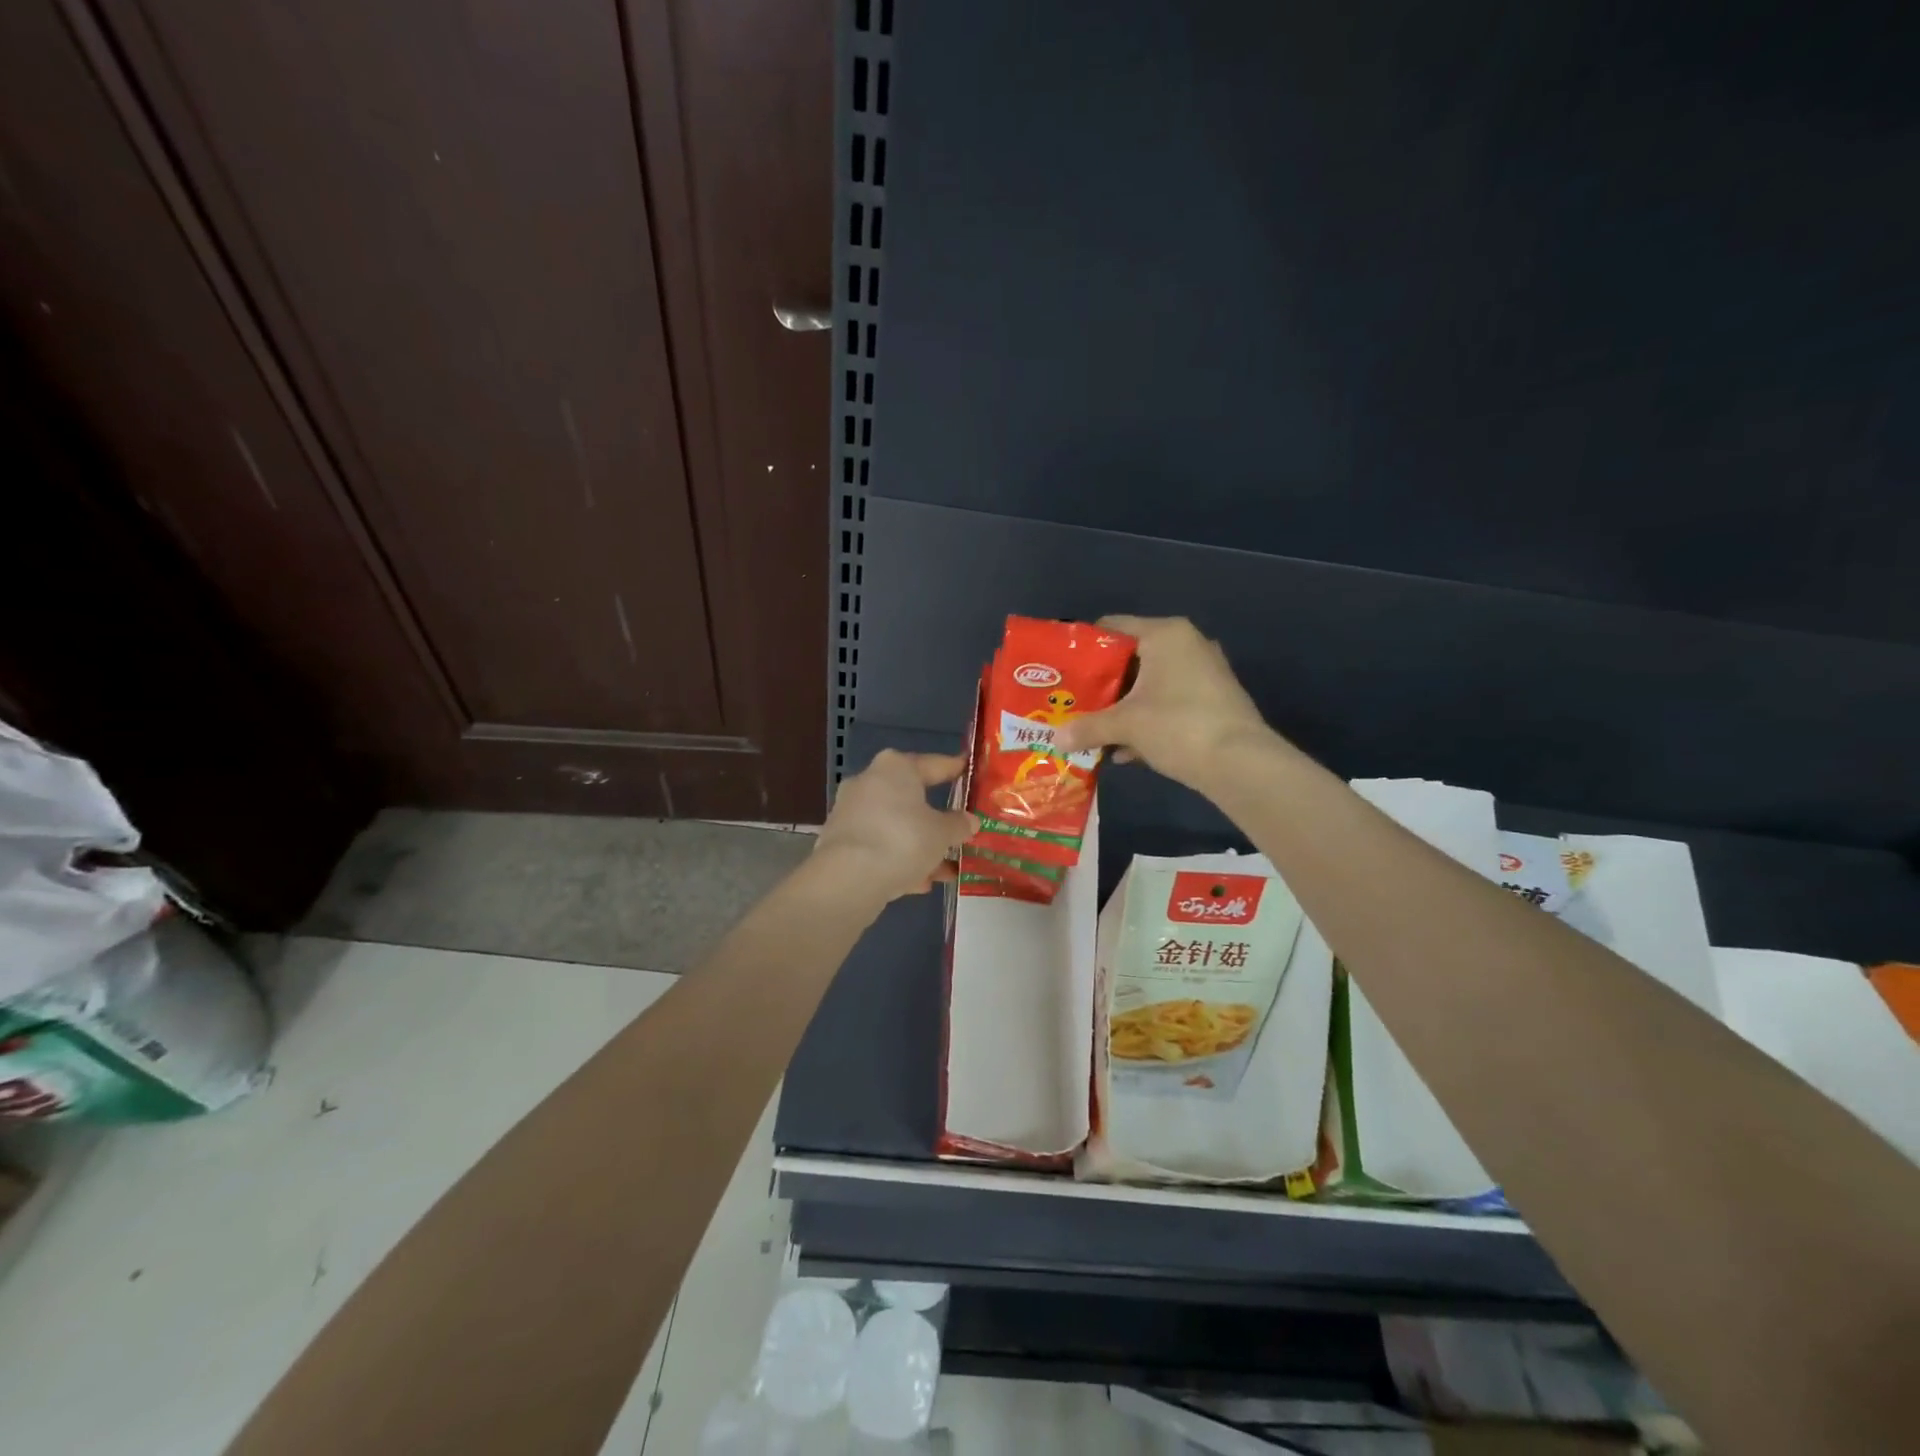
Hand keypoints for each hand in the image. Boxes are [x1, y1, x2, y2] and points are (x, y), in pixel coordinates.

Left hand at [814, 750, 977, 900]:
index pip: (933, 763)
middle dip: (935, 819)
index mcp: (895, 767)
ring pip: (895, 826)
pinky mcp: (839, 843)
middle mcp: (868, 782)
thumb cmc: (903, 840)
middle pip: (910, 798)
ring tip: (946, 869)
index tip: (969, 771)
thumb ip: (958, 825)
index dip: (954, 769)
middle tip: (959, 830)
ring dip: (919, 846)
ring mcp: (850, 812)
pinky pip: (879, 847)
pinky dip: (899, 860)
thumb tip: (969, 821)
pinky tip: (920, 883)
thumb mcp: (942, 833)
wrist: (848, 879)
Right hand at [1054, 616, 1274, 791]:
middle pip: (1130, 657)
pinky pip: (1168, 703)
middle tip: (1072, 702)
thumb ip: (1087, 727)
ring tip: (1093, 729)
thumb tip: (1056, 739)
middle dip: (1101, 684)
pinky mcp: (1212, 701)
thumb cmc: (1178, 726)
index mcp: (1165, 634)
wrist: (1241, 764)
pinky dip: (1146, 721)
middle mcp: (1186, 644)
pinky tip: (1125, 751)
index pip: (1112, 627)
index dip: (1083, 647)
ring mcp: (1204, 673)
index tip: (1062, 670)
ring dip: (1122, 707)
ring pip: (1149, 684)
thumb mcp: (1125, 725)